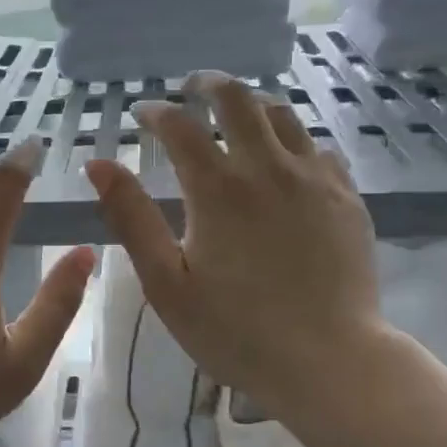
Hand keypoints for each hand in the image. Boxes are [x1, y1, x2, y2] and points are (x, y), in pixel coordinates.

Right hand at [85, 73, 391, 425]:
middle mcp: (268, 168)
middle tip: (193, 88)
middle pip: (239, 99)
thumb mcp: (165, 282)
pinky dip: (293, 140)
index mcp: (218, 188)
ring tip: (238, 113)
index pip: (179, 125)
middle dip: (209, 84)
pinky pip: (319, 148)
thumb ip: (131, 218)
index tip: (142, 113)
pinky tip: (286, 159)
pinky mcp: (347, 197)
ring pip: (284, 115)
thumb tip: (99, 164)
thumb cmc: (235, 330)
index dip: (155, 112)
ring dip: (253, 104)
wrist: (329, 362)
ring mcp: (314, 179)